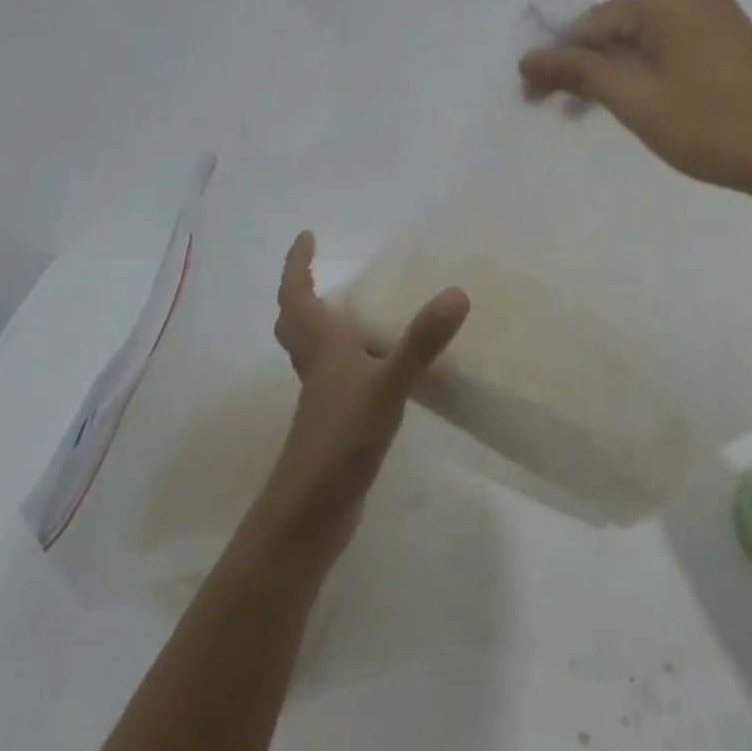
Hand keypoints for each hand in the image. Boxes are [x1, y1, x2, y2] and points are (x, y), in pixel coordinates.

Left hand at [260, 231, 468, 557]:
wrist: (311, 514)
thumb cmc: (340, 440)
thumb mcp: (387, 385)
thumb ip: (421, 342)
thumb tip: (456, 292)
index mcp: (321, 347)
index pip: (297, 295)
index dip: (297, 264)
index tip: (307, 236)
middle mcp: (316, 366)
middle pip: (295, 322)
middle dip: (301, 292)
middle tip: (319, 271)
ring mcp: (322, 397)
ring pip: (312, 349)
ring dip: (321, 324)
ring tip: (352, 309)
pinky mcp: (333, 422)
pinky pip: (334, 375)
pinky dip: (346, 359)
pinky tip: (375, 367)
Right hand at [519, 0, 751, 199]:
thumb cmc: (710, 126)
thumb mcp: (636, 100)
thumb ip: (580, 72)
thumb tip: (528, 58)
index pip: (592, 23)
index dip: (556, 59)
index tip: (529, 93)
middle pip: (616, 26)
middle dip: (584, 65)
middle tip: (554, 106)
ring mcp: (715, 9)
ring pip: (643, 37)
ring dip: (613, 71)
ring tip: (587, 110)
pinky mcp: (729, 33)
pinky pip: (670, 42)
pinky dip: (645, 68)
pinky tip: (634, 96)